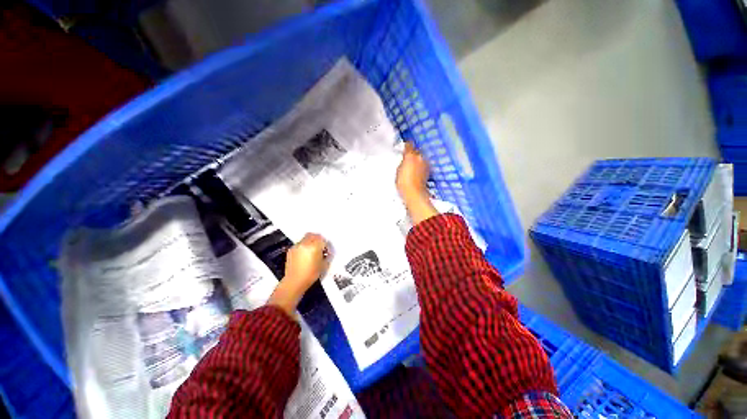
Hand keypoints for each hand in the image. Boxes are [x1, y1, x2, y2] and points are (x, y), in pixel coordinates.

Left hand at [268, 233, 329, 315]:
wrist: (294, 282)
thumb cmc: (311, 274)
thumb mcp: (324, 265)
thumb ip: (327, 256)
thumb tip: (327, 252)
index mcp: (314, 246)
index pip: (322, 239)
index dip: (325, 244)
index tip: (326, 250)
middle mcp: (305, 243)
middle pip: (313, 235)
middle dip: (318, 239)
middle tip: (320, 247)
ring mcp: (297, 246)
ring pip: (306, 238)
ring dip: (310, 241)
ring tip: (312, 250)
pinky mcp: (291, 250)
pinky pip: (299, 244)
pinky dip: (303, 246)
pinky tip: (304, 254)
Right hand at [396, 142, 437, 223]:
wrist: (414, 193)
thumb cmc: (403, 182)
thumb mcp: (398, 170)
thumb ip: (402, 162)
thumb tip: (405, 160)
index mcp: (410, 155)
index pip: (409, 145)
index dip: (407, 145)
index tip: (405, 146)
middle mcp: (420, 157)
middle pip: (416, 151)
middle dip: (413, 153)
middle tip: (407, 158)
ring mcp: (426, 164)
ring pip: (421, 158)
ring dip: (417, 160)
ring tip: (411, 166)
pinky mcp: (428, 171)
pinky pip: (423, 165)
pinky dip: (420, 166)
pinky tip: (416, 171)